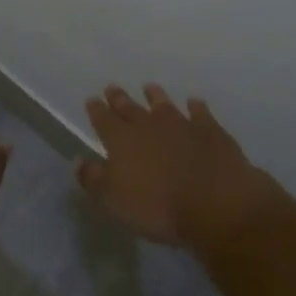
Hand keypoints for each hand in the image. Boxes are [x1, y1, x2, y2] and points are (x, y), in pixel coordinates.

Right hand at [79, 85, 272, 248]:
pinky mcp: (210, 131)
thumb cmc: (158, 208)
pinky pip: (200, 113)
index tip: (92, 100)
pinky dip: (196, 107)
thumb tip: (80, 161)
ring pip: (163, 105)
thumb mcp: (114, 201)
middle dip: (119, 99)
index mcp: (121, 141)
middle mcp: (148, 126)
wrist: (216, 203)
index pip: (104, 120)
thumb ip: (94, 179)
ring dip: (155, 97)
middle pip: (130, 108)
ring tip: (149, 88)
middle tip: (112, 87)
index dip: (96, 110)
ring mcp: (181, 125)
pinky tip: (194, 103)